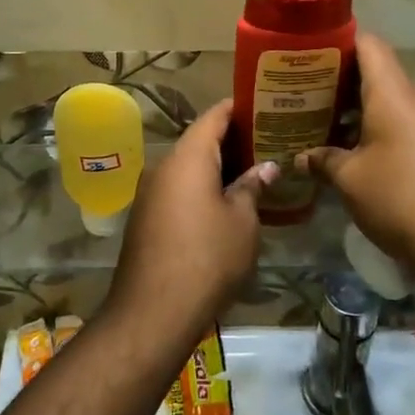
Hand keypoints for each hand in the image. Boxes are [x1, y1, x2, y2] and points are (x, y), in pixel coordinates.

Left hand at [106, 99, 275, 349]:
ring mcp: (150, 192)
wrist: (153, 311)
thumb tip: (265, 168)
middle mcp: (164, 166)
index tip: (263, 104)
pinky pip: (178, 188)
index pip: (214, 117)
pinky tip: (225, 200)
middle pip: (199, 140)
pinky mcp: (146, 217)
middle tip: (268, 140)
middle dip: (232, 139)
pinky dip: (201, 187)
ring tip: (253, 169)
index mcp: (188, 157)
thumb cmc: (208, 257)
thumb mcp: (242, 221)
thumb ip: (252, 188)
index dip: (238, 108)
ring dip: (216, 166)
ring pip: (188, 167)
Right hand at [299, 34, 414, 276]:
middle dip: (346, 84)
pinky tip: (368, 151)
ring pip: (398, 100)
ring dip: (368, 110)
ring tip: (335, 126)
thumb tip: (301, 157)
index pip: (369, 45)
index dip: (341, 43)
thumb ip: (323, 160)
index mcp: (394, 93)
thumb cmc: (400, 199)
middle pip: (381, 74)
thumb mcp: (351, 181)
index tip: (314, 55)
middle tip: (313, 98)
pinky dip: (390, 127)